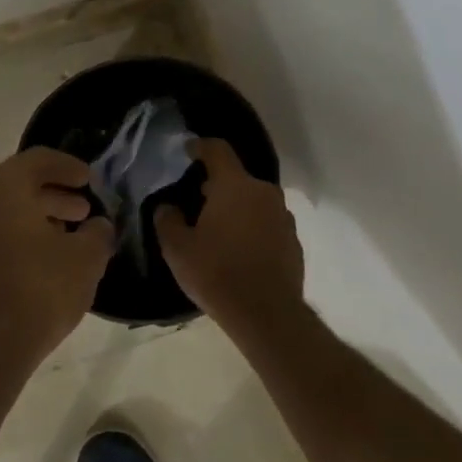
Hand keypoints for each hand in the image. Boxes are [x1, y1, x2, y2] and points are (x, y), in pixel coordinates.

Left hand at [0, 147, 113, 372]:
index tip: (88, 179)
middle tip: (82, 211)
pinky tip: (37, 264)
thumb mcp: (85, 260)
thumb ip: (98, 234)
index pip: (37, 159)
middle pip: (16, 185)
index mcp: (2, 189)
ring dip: (34, 219)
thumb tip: (98, 226)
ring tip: (65, 239)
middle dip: (53, 195)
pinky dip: (14, 240)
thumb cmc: (37, 293)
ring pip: (0, 213)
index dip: (67, 166)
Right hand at [154, 139, 304, 333]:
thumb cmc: (216, 273)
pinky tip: (238, 250)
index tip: (187, 151)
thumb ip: (167, 220)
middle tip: (195, 200)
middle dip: (216, 184)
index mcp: (234, 186)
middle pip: (237, 177)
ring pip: (254, 201)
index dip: (200, 147)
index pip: (217, 150)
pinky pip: (267, 223)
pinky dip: (252, 228)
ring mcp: (283, 216)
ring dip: (236, 207)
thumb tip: (167, 206)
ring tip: (217, 228)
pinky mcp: (293, 240)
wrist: (266, 314)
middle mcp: (263, 192)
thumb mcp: (177, 249)